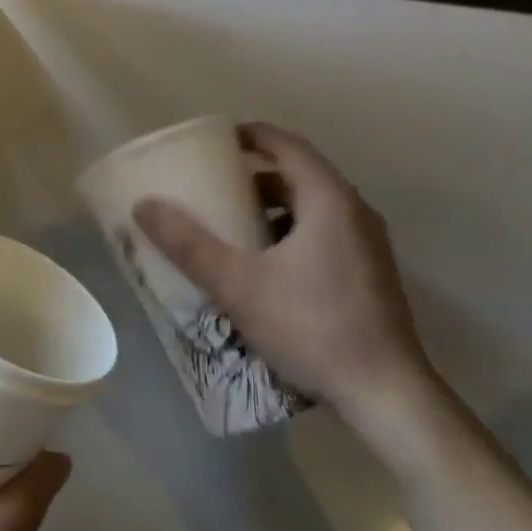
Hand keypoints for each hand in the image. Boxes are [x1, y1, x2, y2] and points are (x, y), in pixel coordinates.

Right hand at [132, 123, 437, 430]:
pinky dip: (292, 228)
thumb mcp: (238, 285)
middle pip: (301, 172)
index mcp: (329, 199)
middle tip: (215, 180)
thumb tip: (144, 206)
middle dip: (257, 170)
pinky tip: (266, 260)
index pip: (287, 144)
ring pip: (314, 203)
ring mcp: (368, 243)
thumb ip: (189, 244)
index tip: (215, 139)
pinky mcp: (371, 271)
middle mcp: (355, 211)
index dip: (251, 135)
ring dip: (274, 202)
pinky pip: (326, 229)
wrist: (387, 395)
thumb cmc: (312, 327)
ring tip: (234, 218)